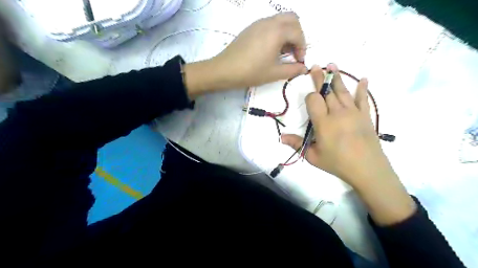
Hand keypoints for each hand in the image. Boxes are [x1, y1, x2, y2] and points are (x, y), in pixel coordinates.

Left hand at [184, 12, 305, 95]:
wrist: (224, 70)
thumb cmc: (251, 72)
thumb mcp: (274, 73)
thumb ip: (292, 70)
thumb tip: (304, 68)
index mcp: (277, 31)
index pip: (298, 33)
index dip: (302, 47)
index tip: (299, 61)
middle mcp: (269, 22)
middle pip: (292, 19)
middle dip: (297, 35)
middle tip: (293, 52)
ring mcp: (258, 23)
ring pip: (280, 20)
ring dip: (287, 33)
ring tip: (282, 52)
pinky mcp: (250, 28)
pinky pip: (269, 24)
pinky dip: (276, 32)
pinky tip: (270, 49)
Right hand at [281, 64, 414, 224]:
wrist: (367, 169)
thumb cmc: (337, 163)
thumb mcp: (313, 156)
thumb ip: (297, 144)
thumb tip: (281, 137)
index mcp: (323, 122)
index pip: (314, 100)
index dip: (310, 96)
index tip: (309, 98)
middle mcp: (337, 112)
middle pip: (327, 91)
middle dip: (320, 78)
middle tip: (316, 65)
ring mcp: (353, 112)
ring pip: (342, 91)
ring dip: (336, 77)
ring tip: (332, 65)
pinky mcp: (365, 115)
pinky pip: (363, 99)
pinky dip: (362, 88)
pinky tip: (364, 78)